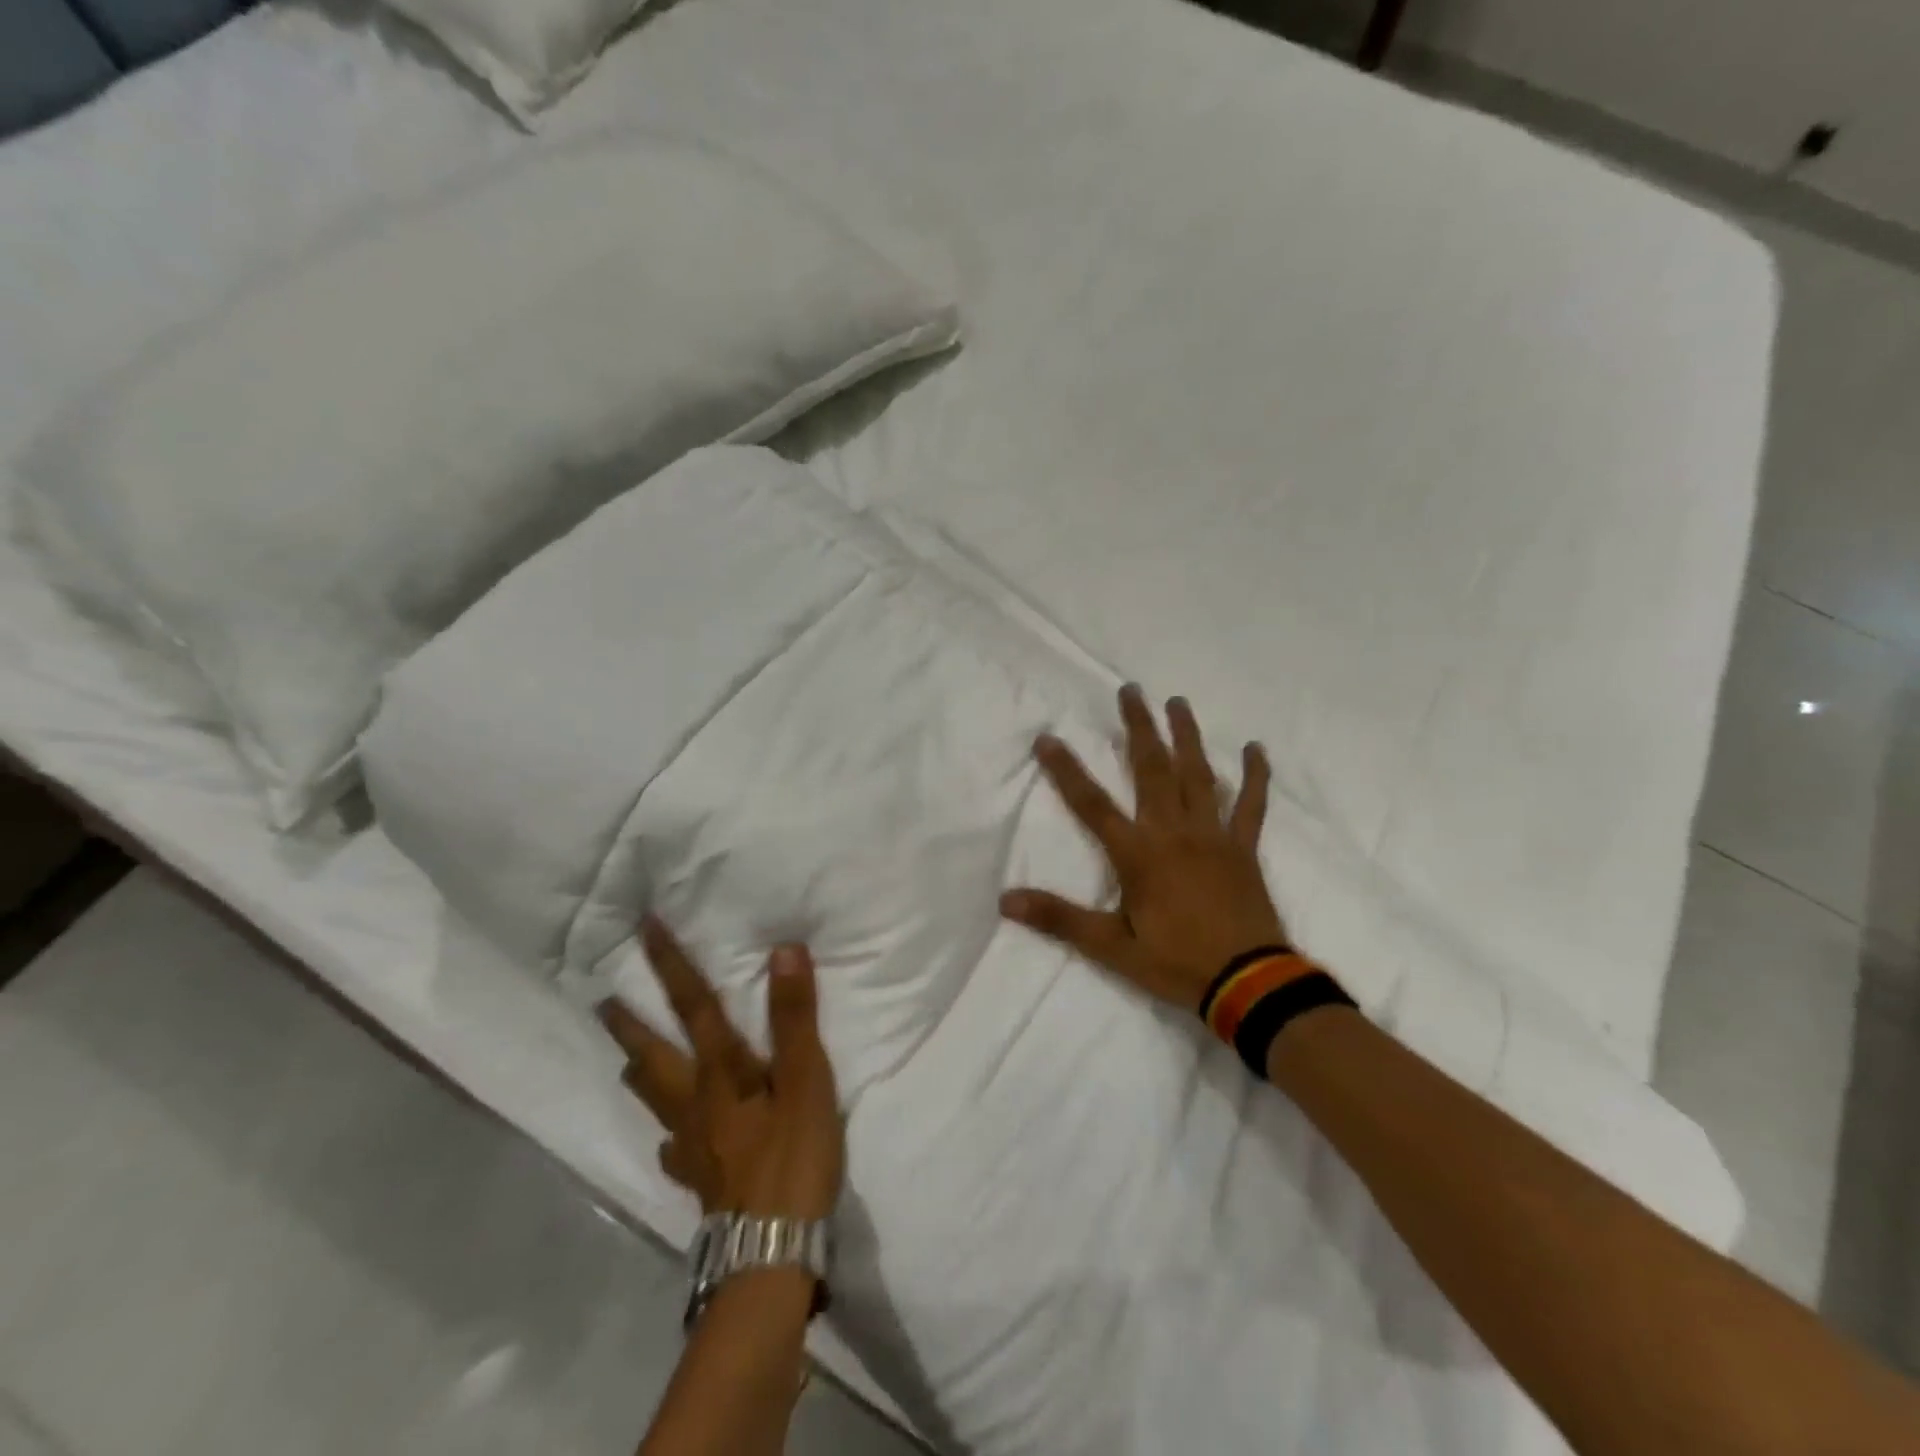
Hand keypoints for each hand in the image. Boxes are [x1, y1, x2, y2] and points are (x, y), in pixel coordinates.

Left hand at [600, 916, 843, 1220]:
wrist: (770, 1251)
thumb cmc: (792, 1157)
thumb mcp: (806, 1079)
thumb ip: (794, 1016)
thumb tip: (783, 950)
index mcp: (722, 1071)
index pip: (693, 1006)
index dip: (671, 966)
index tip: (646, 929)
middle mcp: (696, 1102)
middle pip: (654, 1056)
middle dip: (630, 1025)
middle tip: (603, 1002)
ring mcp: (691, 1146)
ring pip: (655, 1101)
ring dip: (640, 1073)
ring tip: (629, 1062)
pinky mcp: (699, 1181)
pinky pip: (673, 1150)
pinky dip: (669, 1137)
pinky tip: (672, 1144)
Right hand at [1000, 685, 1284, 1012]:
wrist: (1250, 984)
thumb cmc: (1177, 963)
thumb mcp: (1111, 947)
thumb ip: (1060, 918)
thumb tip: (1006, 900)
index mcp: (1139, 853)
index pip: (1092, 803)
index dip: (1066, 770)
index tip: (1047, 738)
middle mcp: (1174, 832)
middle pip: (1151, 769)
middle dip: (1138, 728)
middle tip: (1130, 691)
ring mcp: (1213, 836)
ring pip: (1198, 775)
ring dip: (1186, 736)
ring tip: (1177, 702)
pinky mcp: (1244, 848)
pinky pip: (1252, 805)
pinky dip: (1255, 776)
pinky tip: (1254, 748)